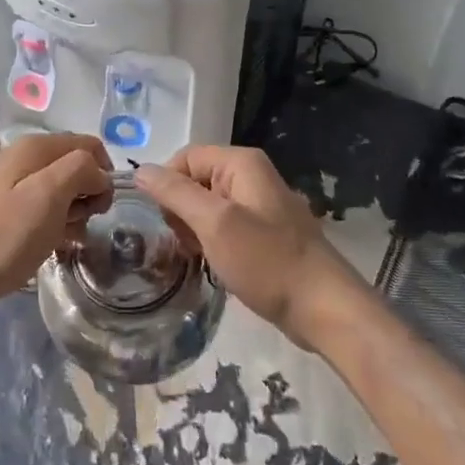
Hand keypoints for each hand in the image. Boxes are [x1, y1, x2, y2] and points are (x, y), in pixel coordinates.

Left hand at [0, 132, 112, 311]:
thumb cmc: (3, 234)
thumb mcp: (49, 196)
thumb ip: (81, 171)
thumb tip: (99, 173)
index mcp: (36, 147)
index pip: (90, 146)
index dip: (103, 174)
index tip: (99, 208)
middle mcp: (25, 157)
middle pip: (76, 166)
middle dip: (88, 195)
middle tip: (79, 225)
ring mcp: (13, 184)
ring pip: (62, 190)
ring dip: (73, 214)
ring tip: (65, 240)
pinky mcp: (6, 210)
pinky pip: (44, 209)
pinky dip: (55, 224)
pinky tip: (53, 246)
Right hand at [135, 145, 365, 346]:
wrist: (324, 308)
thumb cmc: (267, 261)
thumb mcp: (214, 223)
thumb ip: (176, 193)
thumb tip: (141, 170)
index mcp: (241, 163)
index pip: (185, 157)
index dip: (168, 185)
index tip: (165, 221)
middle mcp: (251, 175)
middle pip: (195, 179)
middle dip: (181, 210)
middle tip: (186, 243)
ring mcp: (260, 204)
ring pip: (208, 206)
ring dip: (195, 230)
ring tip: (201, 257)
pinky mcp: (264, 232)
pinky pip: (225, 225)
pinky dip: (213, 242)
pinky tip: (216, 264)